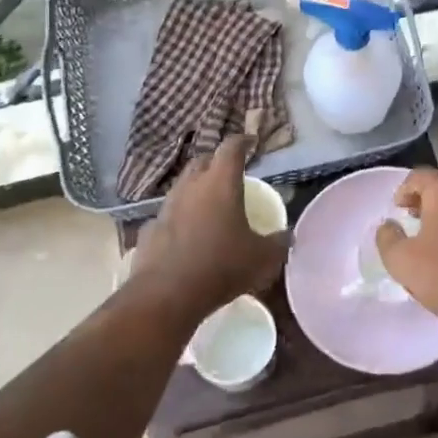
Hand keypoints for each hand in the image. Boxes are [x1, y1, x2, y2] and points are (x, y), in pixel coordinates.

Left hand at [134, 136, 287, 314]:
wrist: (166, 296)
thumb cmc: (221, 267)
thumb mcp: (263, 258)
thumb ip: (279, 243)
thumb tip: (288, 236)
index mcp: (220, 182)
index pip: (231, 147)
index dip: (243, 141)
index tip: (252, 142)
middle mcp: (190, 186)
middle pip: (202, 161)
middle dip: (216, 162)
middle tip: (231, 173)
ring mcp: (165, 207)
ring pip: (182, 187)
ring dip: (196, 190)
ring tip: (210, 205)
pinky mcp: (149, 230)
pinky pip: (168, 215)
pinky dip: (180, 218)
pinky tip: (187, 235)